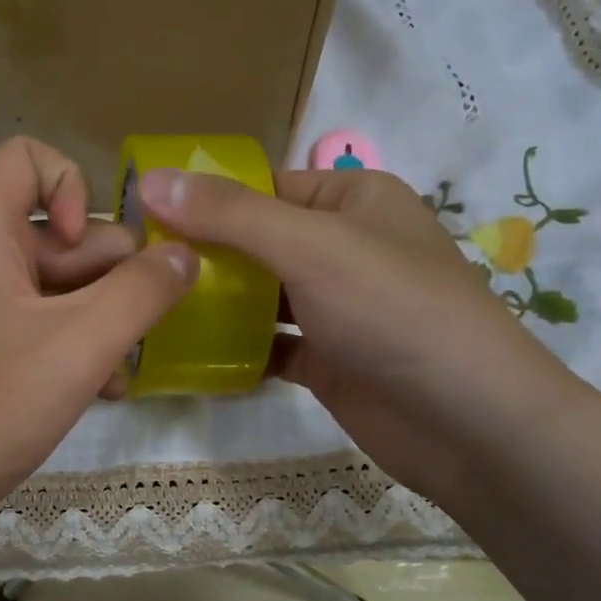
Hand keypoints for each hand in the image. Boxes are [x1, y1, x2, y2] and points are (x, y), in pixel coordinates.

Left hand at [0, 138, 197, 540]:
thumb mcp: (78, 346)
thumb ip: (141, 293)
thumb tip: (185, 254)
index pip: (30, 159)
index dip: (76, 189)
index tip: (91, 253)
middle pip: (60, 233)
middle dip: (109, 279)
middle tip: (135, 333)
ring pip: (57, 289)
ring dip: (99, 323)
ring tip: (117, 375)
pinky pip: (38, 327)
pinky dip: (71, 350)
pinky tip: (98, 394)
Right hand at [134, 165, 578, 506]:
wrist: (463, 420)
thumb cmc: (392, 309)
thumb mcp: (310, 245)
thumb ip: (230, 215)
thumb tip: (151, 180)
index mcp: (353, 199)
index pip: (264, 186)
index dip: (205, 198)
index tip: (141, 218)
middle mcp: (345, 248)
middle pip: (258, 242)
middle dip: (203, 256)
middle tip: (136, 271)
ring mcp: (338, 309)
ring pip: (262, 297)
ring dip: (216, 306)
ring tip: (151, 312)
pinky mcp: (330, 361)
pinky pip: (271, 347)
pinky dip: (237, 351)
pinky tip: (191, 358)